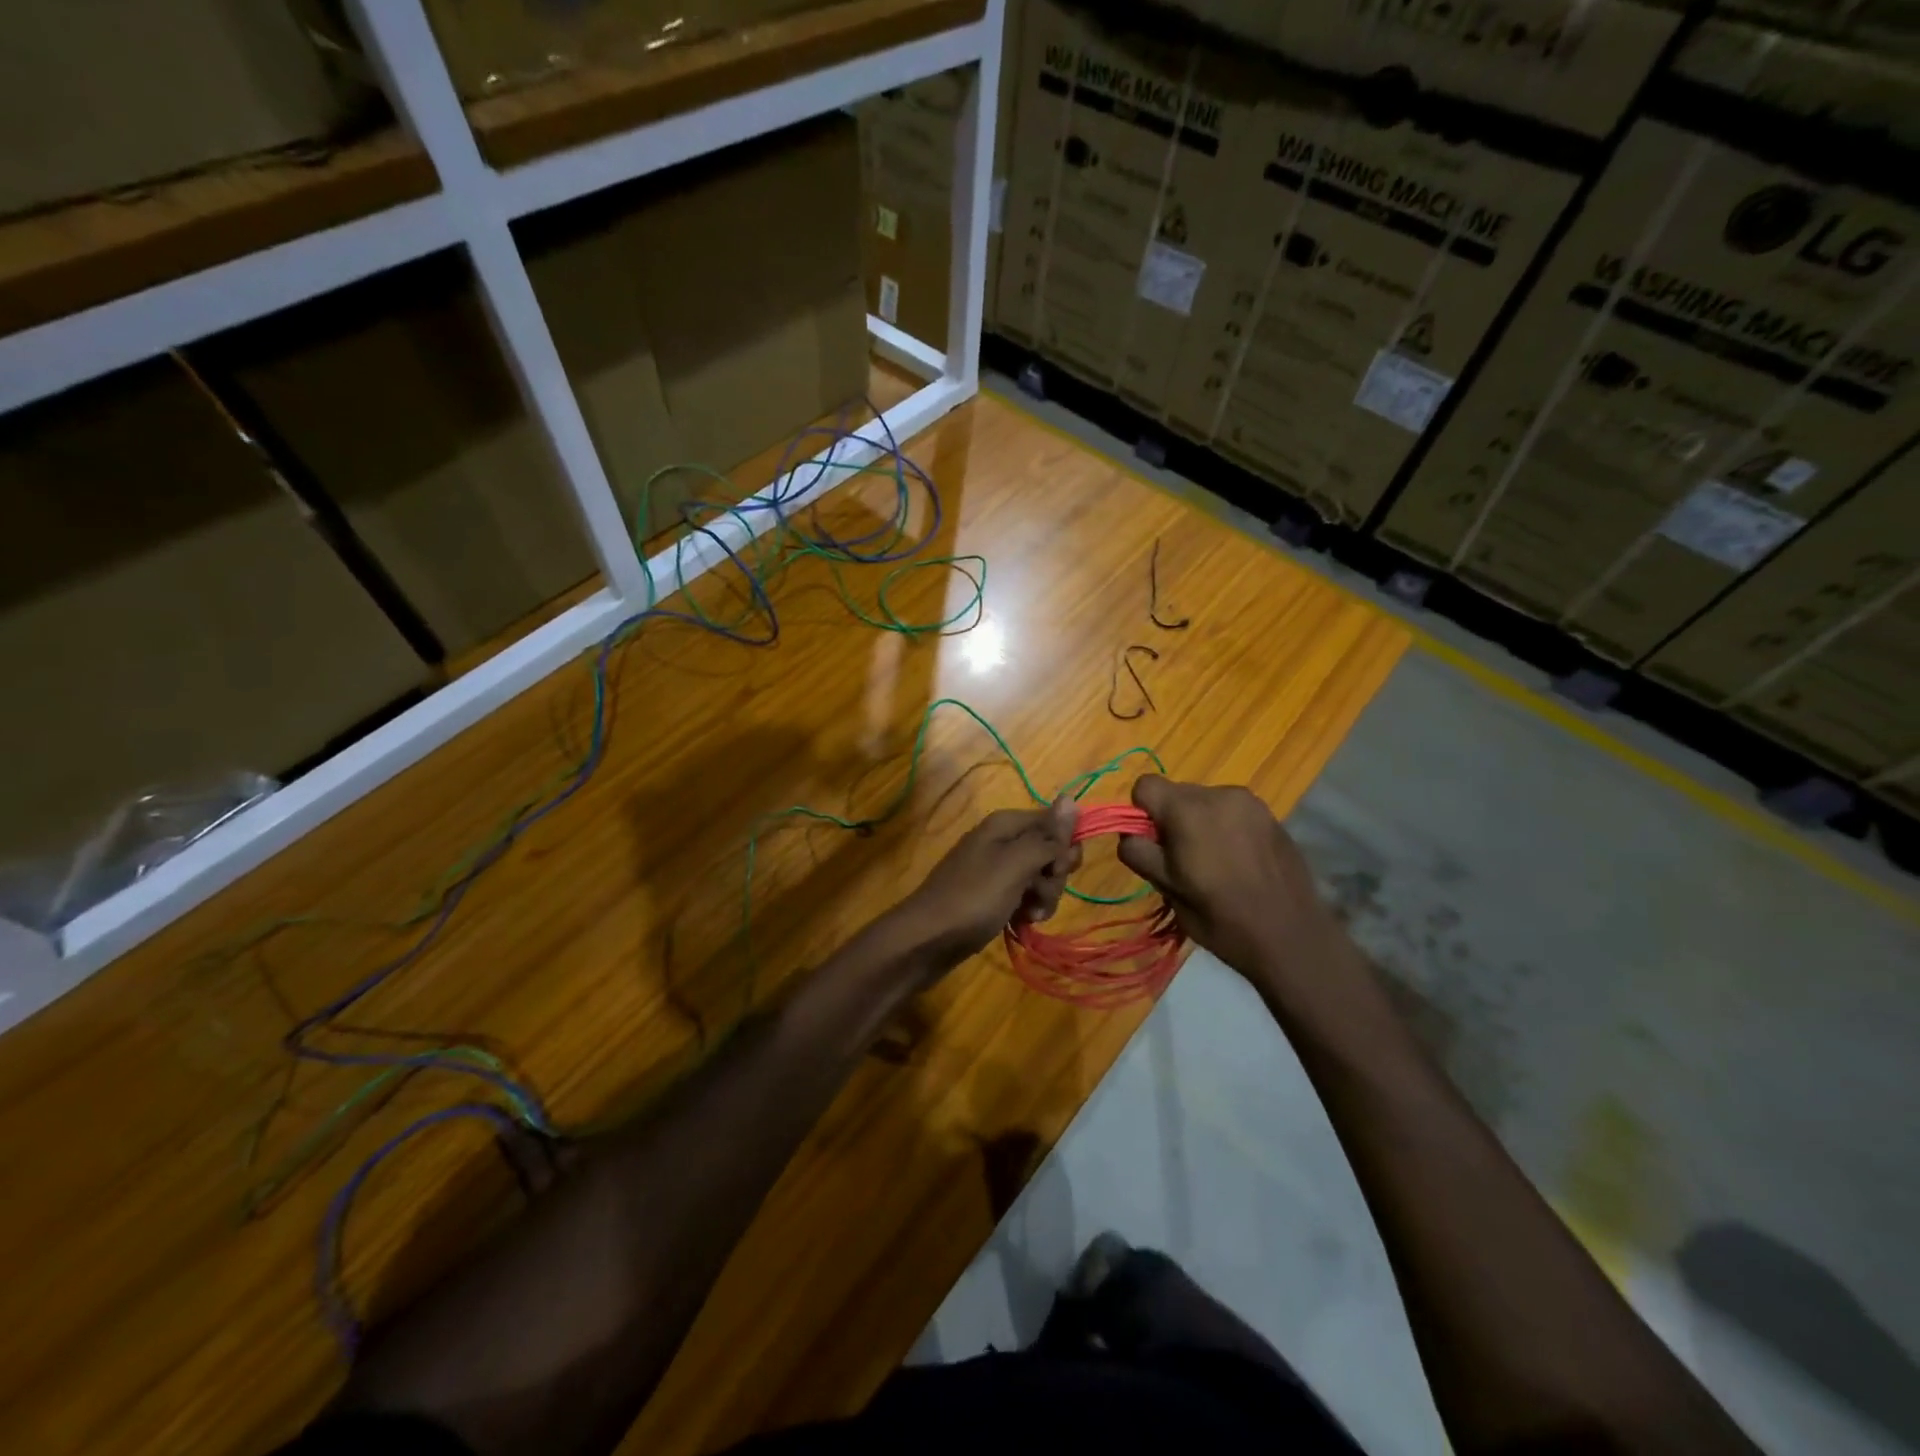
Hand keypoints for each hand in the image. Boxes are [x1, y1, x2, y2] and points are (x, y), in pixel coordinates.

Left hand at [891, 798, 1080, 972]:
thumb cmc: (974, 898)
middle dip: (1053, 876)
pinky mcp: (992, 895)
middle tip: (1038, 895)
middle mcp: (1001, 840)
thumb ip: (1047, 835)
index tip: (1058, 870)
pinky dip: (1027, 909)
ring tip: (1029, 916)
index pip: (1055, 822)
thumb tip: (1072, 798)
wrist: (927, 940)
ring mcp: (996, 869)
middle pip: (1049, 851)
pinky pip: (1023, 896)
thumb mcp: (1016, 864)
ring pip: (1039, 878)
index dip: (1064, 847)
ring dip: (1042, 898)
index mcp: (1005, 824)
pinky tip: (1020, 923)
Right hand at [1116, 776, 1346, 988]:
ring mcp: (1250, 802)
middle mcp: (1218, 794)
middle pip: (1176, 792)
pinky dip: (1226, 828)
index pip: (1145, 785)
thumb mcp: (1167, 888)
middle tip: (1184, 861)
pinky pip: (1232, 811)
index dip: (1141, 813)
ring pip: (1205, 802)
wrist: (1291, 936)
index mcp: (1187, 809)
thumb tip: (1130, 834)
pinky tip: (1240, 862)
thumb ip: (1139, 852)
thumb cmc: (1220, 916)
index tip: (1155, 846)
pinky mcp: (1272, 816)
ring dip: (1199, 823)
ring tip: (1215, 863)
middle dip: (1171, 819)